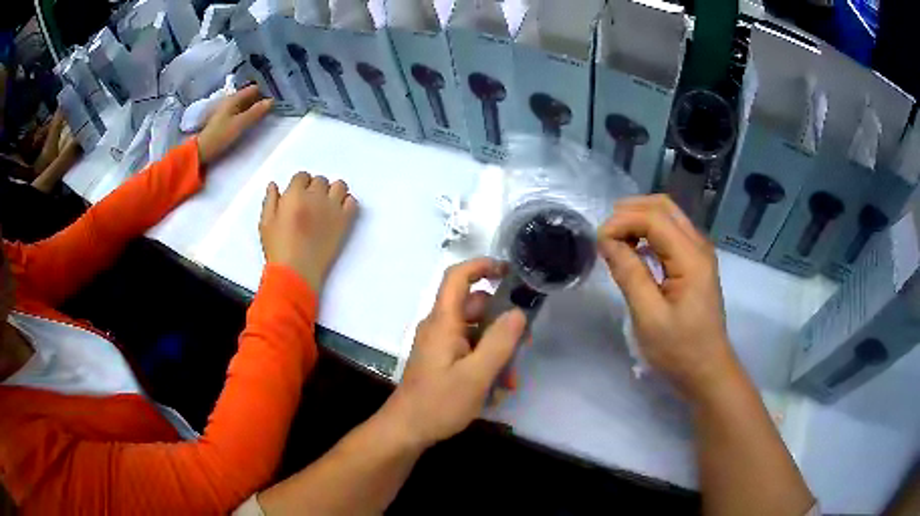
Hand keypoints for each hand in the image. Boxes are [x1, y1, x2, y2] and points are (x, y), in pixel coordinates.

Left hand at [197, 85, 272, 166]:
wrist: (202, 150)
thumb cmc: (220, 135)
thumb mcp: (240, 124)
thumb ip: (256, 112)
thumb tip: (271, 101)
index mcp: (234, 98)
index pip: (254, 89)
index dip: (265, 92)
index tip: (275, 100)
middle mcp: (230, 100)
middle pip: (249, 96)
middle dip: (260, 100)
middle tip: (272, 108)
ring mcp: (226, 110)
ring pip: (245, 104)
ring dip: (254, 107)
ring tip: (264, 115)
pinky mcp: (224, 119)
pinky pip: (240, 111)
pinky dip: (247, 113)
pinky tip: (251, 121)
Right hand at [259, 172, 357, 292]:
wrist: (296, 272)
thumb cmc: (278, 249)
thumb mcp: (266, 223)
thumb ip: (270, 200)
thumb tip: (274, 185)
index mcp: (294, 195)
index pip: (302, 176)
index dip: (300, 185)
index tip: (299, 195)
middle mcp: (315, 197)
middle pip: (320, 180)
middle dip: (315, 188)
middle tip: (311, 203)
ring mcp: (332, 208)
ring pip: (339, 186)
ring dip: (333, 191)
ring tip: (327, 204)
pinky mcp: (344, 221)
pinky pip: (352, 202)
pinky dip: (347, 203)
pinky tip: (338, 212)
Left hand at [383, 258, 526, 447]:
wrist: (406, 430)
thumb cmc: (439, 403)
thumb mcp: (476, 375)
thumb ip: (499, 342)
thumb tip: (518, 312)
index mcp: (443, 322)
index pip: (457, 277)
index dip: (481, 266)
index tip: (509, 270)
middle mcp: (439, 327)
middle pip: (474, 308)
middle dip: (502, 323)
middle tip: (525, 343)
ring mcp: (440, 345)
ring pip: (476, 332)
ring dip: (497, 350)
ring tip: (510, 379)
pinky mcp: (442, 361)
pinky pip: (469, 350)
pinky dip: (485, 362)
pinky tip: (496, 389)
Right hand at [598, 195, 737, 400]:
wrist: (707, 372)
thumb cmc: (679, 350)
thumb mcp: (648, 316)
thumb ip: (628, 273)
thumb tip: (606, 239)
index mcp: (691, 258)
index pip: (654, 218)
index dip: (622, 221)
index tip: (598, 242)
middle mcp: (699, 246)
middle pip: (663, 207)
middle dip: (630, 212)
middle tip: (605, 234)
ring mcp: (700, 253)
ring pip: (668, 216)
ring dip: (639, 219)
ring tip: (615, 240)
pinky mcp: (696, 263)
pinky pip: (671, 233)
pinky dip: (649, 232)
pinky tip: (634, 249)